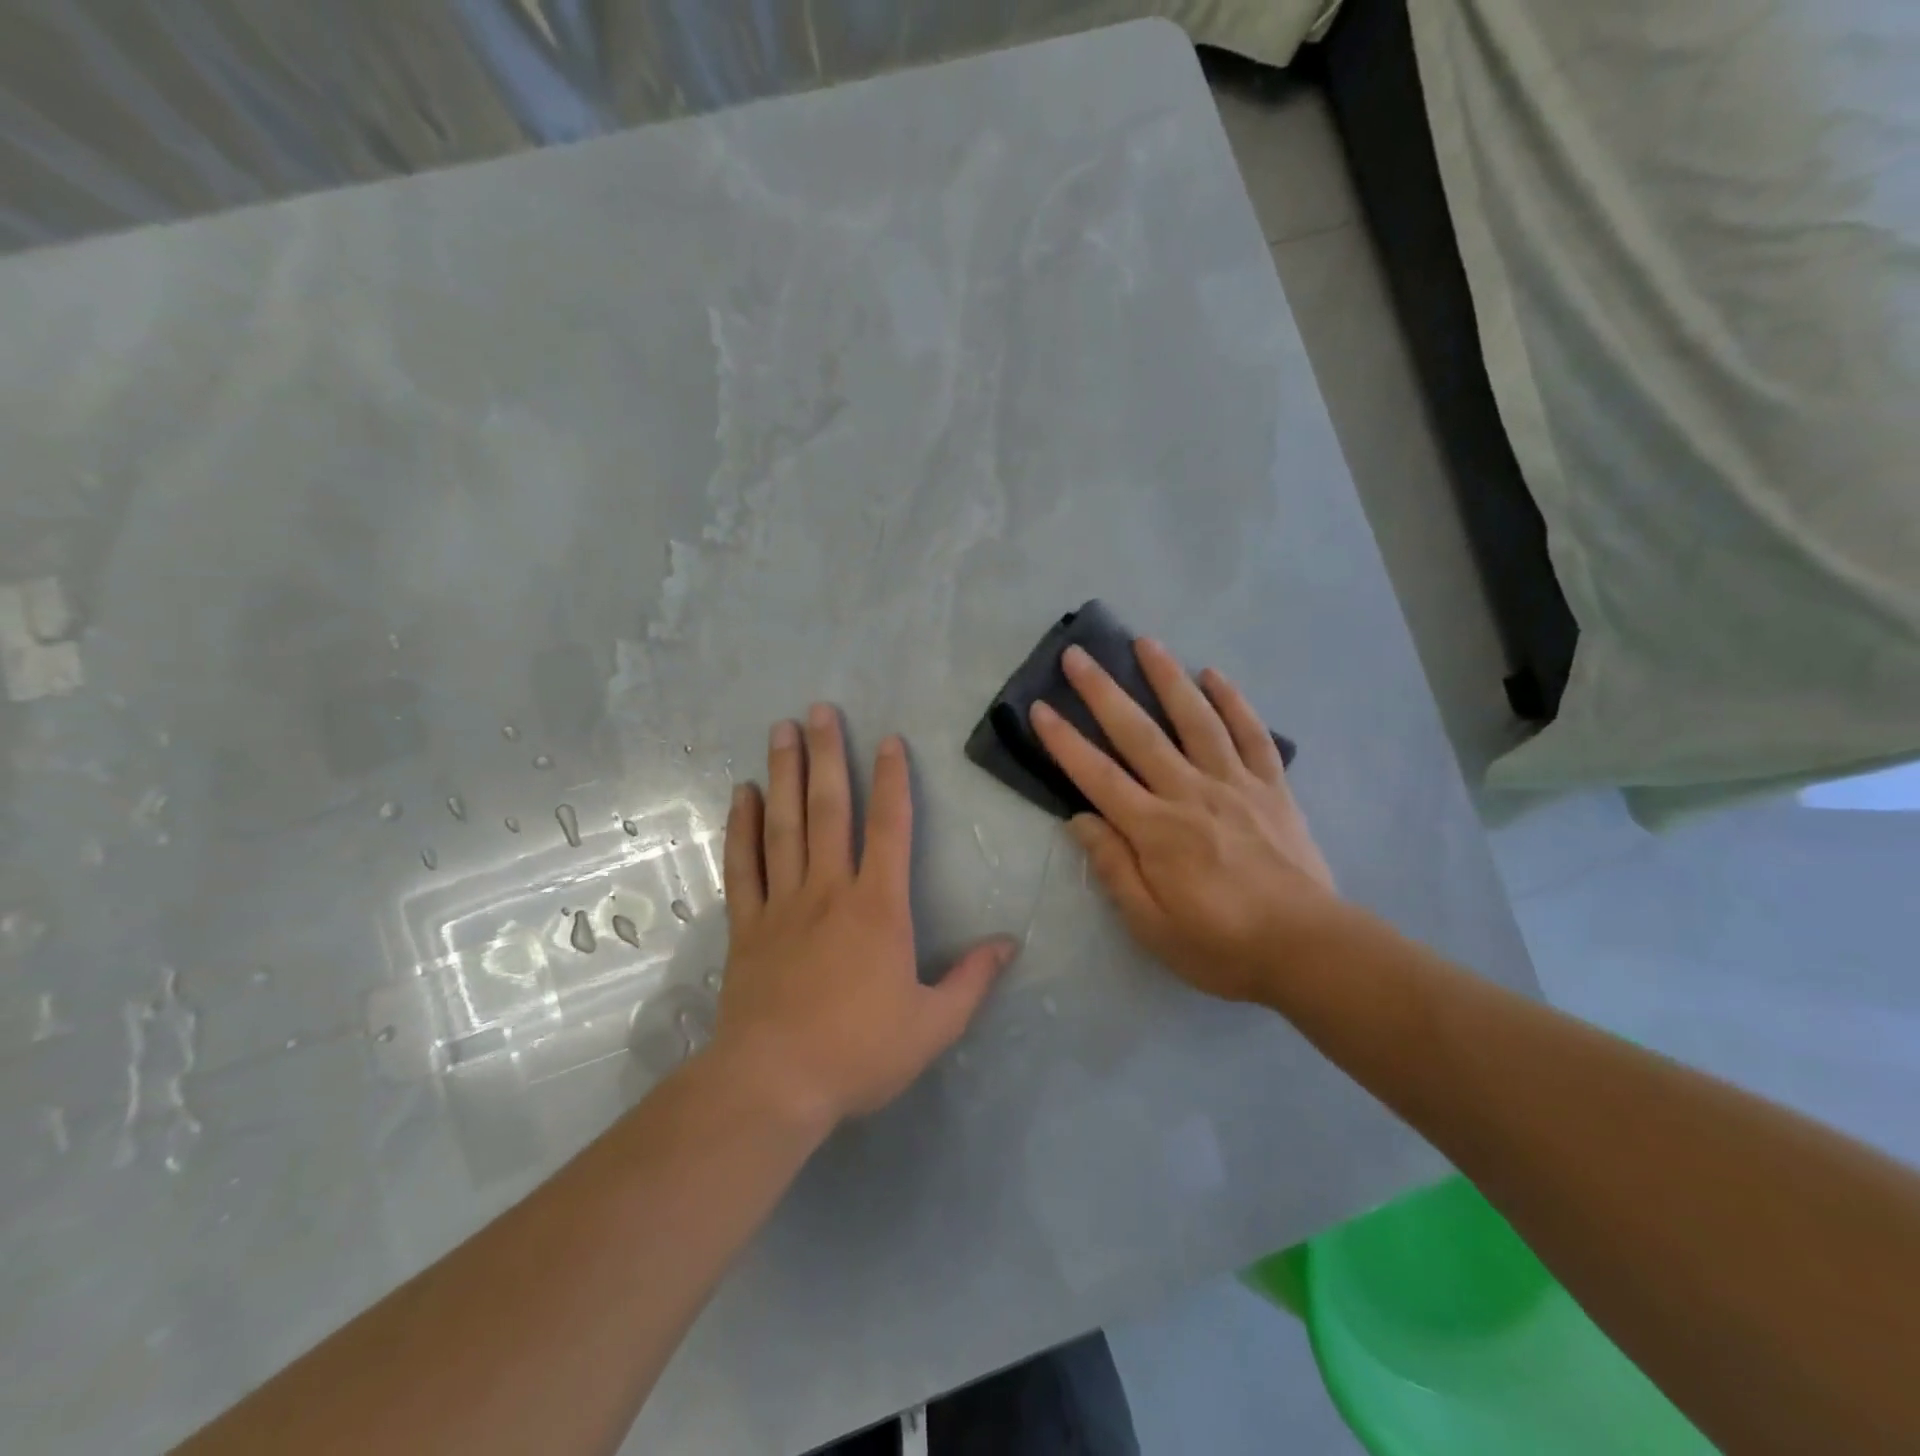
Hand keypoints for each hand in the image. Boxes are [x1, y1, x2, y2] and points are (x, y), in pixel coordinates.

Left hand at [713, 706, 1015, 1126]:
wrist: (775, 1084)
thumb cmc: (859, 1052)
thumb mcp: (934, 1025)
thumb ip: (972, 980)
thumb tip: (1009, 944)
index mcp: (878, 907)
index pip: (890, 828)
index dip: (892, 781)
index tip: (889, 740)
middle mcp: (828, 890)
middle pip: (828, 809)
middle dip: (827, 755)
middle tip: (819, 709)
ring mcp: (782, 903)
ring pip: (783, 825)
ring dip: (783, 774)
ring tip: (782, 730)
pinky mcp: (747, 925)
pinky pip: (743, 865)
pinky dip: (742, 827)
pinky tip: (742, 794)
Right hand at [1029, 640, 1339, 1004]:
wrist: (1309, 950)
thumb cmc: (1221, 945)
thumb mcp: (1151, 926)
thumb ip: (1114, 868)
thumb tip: (1080, 819)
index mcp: (1156, 830)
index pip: (1098, 776)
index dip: (1065, 741)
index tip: (1040, 708)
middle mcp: (1190, 794)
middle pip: (1139, 734)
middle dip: (1103, 692)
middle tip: (1077, 655)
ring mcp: (1235, 785)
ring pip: (1196, 720)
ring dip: (1168, 678)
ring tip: (1146, 642)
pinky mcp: (1272, 787)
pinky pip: (1251, 735)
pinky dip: (1233, 702)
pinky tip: (1215, 675)